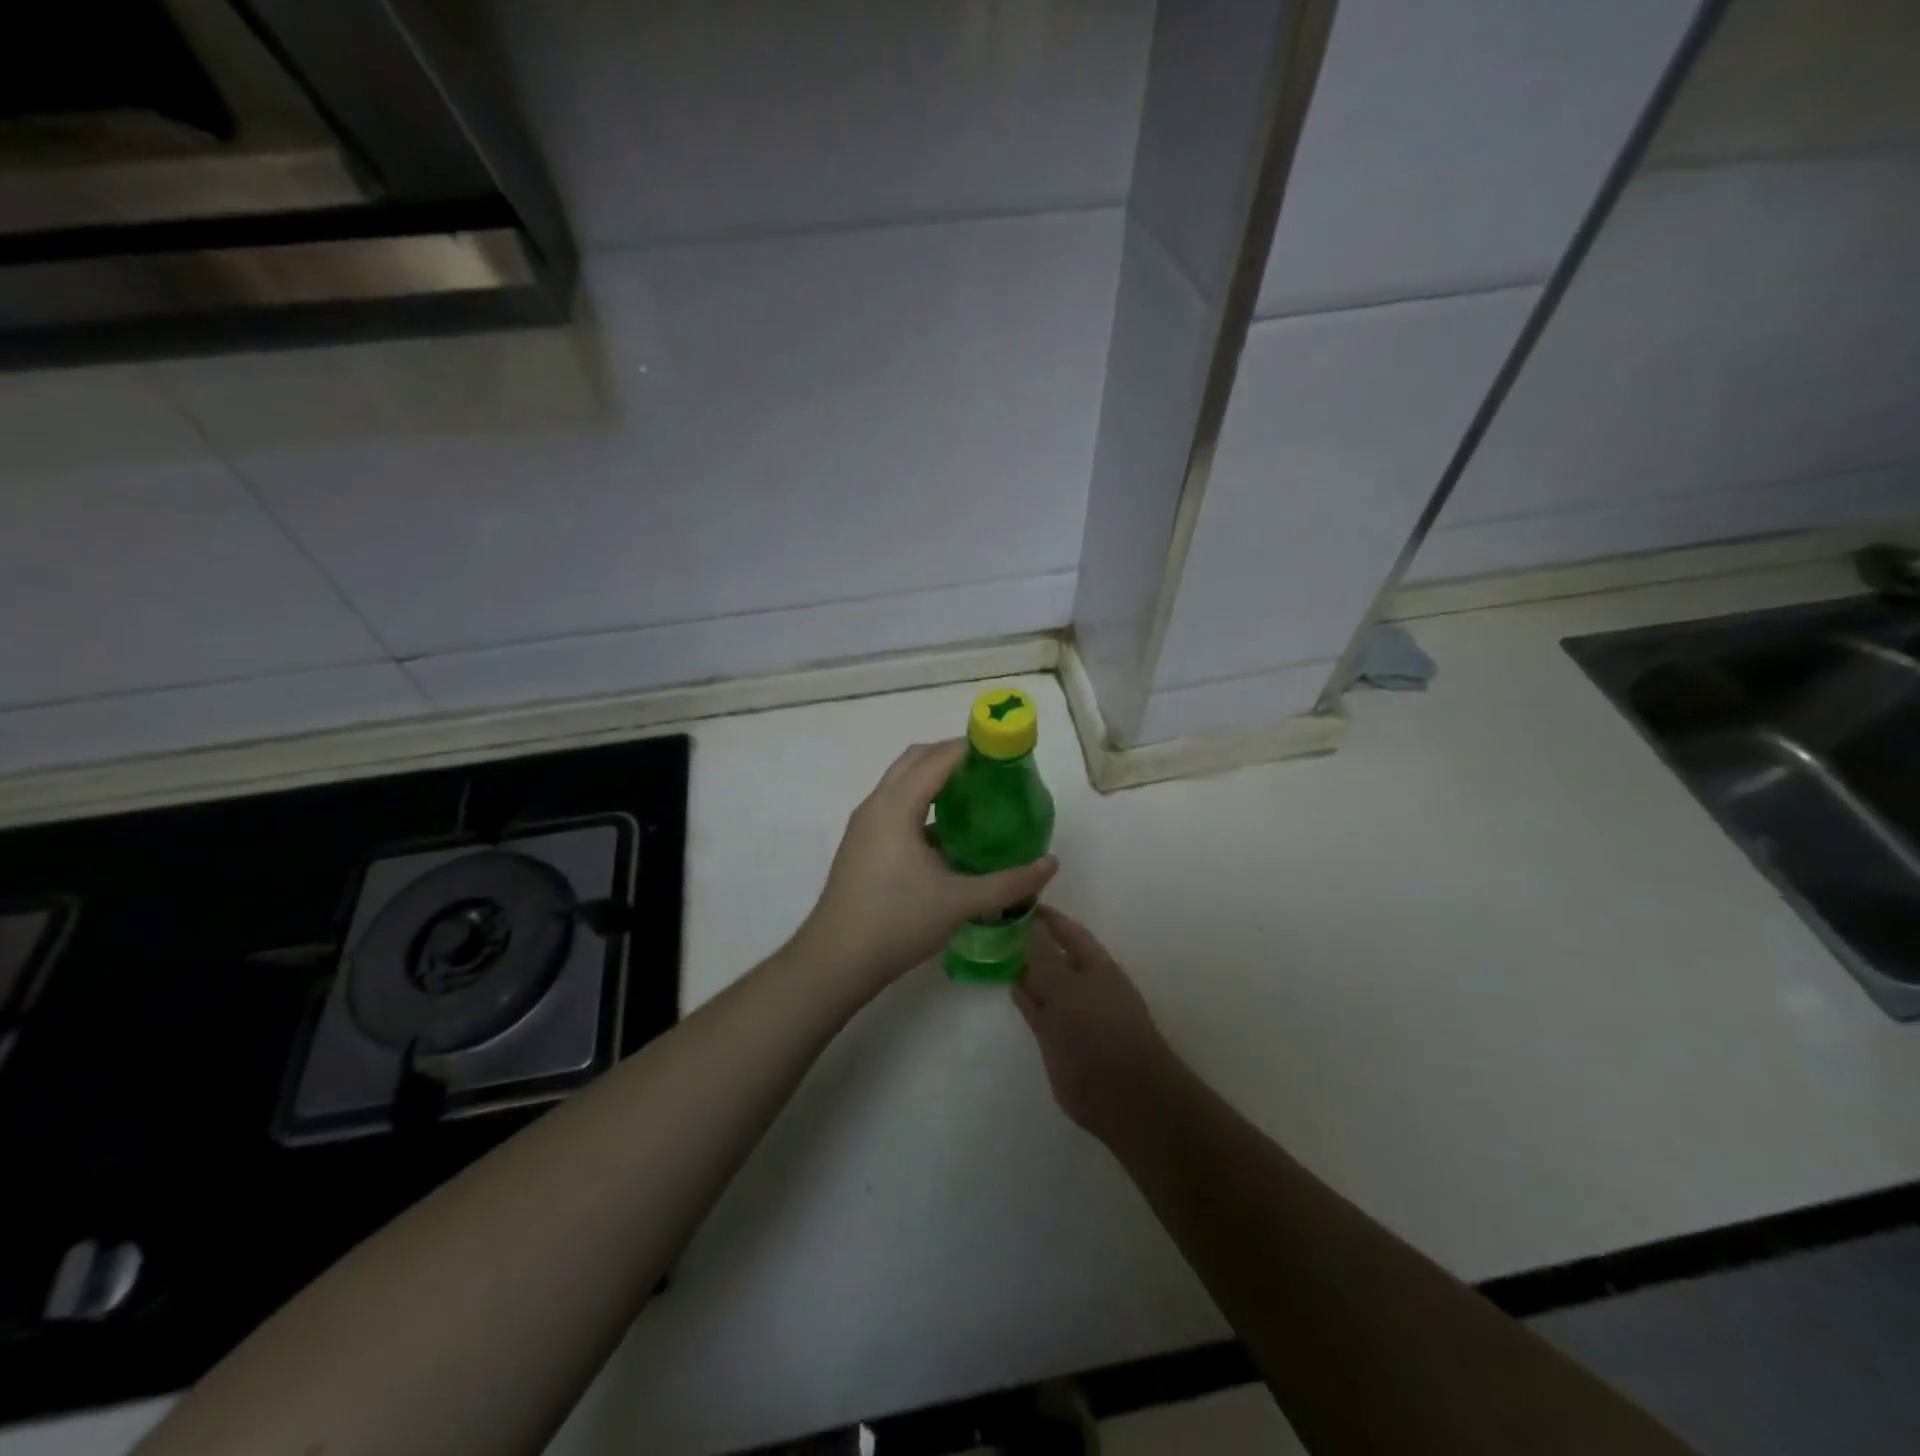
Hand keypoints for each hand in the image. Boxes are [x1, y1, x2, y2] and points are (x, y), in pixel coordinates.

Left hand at [793, 741, 1057, 996]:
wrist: (836, 960)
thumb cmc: (897, 922)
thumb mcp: (960, 902)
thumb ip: (1009, 883)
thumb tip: (1051, 865)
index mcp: (896, 807)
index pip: (937, 758)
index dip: (971, 748)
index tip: (1004, 752)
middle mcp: (876, 805)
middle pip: (915, 759)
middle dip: (951, 756)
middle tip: (991, 772)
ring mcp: (864, 825)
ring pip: (901, 782)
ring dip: (934, 778)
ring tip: (974, 797)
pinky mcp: (861, 844)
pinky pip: (894, 805)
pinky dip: (920, 801)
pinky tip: (946, 832)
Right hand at [1014, 907, 1178, 1143]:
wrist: (1121, 1095)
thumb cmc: (1099, 1031)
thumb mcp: (1067, 987)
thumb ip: (1043, 955)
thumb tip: (1027, 922)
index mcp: (1095, 964)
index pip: (1067, 931)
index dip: (1045, 916)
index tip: (1015, 901)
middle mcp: (1083, 983)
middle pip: (1052, 954)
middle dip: (1028, 940)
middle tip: (992, 923)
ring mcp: (1070, 1012)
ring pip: (1042, 982)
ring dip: (1021, 967)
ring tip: (991, 948)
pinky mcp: (1056, 1037)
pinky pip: (1036, 1007)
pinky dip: (1022, 995)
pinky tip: (1006, 982)